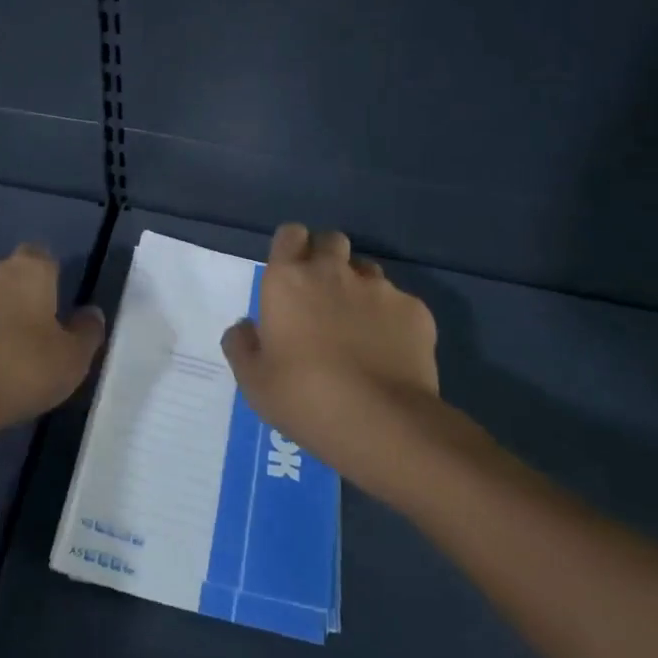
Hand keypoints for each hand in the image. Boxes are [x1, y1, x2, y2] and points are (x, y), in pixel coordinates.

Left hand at [0, 244, 104, 449]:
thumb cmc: (19, 369)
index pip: (43, 257)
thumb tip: (91, 314)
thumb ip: (87, 332)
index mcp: (28, 269)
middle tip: (29, 336)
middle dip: (16, 297)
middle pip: (8, 275)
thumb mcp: (72, 360)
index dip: (50, 280)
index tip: (56, 310)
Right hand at [221, 223, 441, 490]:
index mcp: (288, 280)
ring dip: (358, 286)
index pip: (290, 234)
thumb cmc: (304, 397)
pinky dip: (392, 319)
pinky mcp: (415, 310)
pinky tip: (390, 352)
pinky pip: (399, 303)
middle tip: (321, 295)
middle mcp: (333, 271)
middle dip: (326, 257)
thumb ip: (242, 344)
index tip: (290, 273)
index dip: (290, 248)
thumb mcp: (253, 381)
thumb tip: (246, 327)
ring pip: (367, 270)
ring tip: (358, 325)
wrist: (381, 423)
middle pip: (331, 241)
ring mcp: (379, 288)